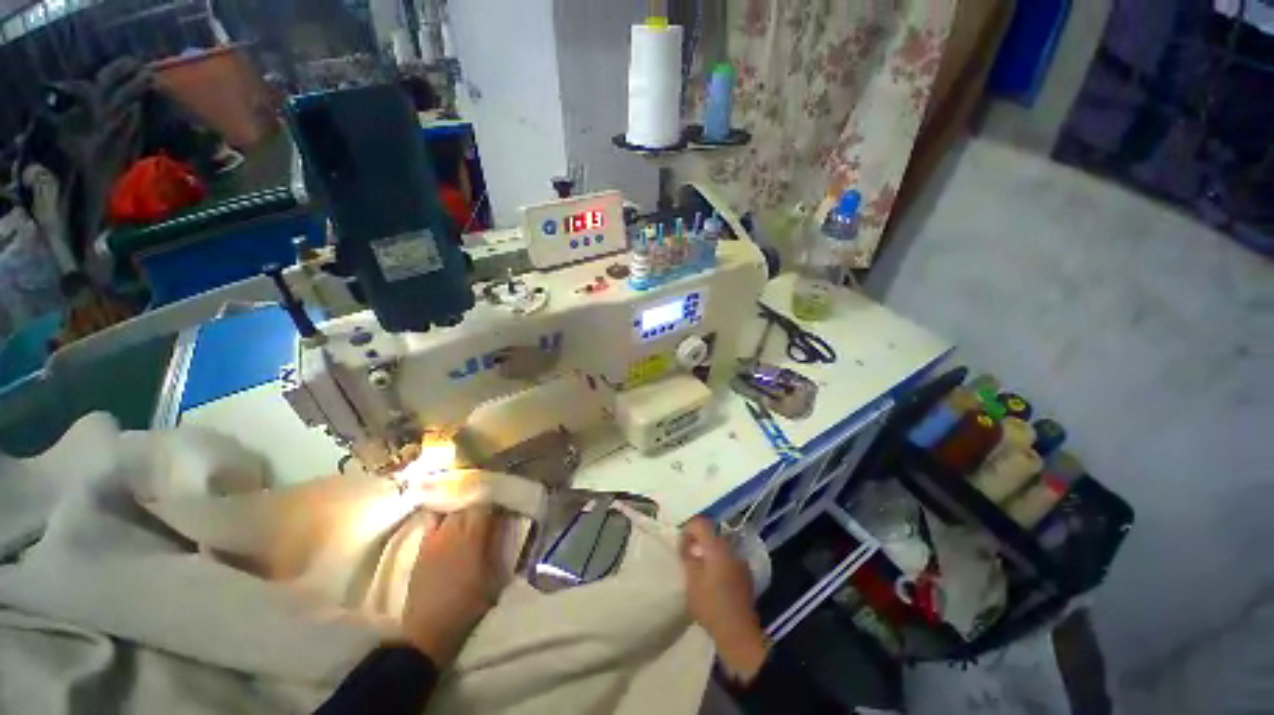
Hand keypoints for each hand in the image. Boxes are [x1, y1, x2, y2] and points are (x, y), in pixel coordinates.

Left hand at [401, 506, 506, 665]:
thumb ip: (499, 545)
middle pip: (468, 503)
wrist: (427, 630)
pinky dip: (443, 514)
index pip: (485, 504)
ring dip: (463, 507)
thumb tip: (504, 523)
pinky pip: (433, 519)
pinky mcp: (423, 545)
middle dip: (481, 501)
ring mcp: (435, 536)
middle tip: (491, 507)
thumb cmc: (468, 605)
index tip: (505, 503)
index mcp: (473, 536)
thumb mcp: (494, 577)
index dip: (496, 500)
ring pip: (451, 509)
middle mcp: (453, 530)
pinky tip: (449, 517)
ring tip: (471, 510)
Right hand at [679, 517, 768, 682]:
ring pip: (720, 547)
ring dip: (708, 552)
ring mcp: (740, 561)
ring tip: (699, 569)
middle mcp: (731, 548)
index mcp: (717, 546)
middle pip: (711, 533)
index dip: (688, 529)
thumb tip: (687, 545)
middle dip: (698, 541)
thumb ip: (688, 557)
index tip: (681, 544)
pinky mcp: (745, 574)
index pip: (701, 523)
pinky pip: (728, 559)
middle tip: (687, 556)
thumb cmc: (710, 605)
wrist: (738, 633)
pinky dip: (718, 562)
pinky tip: (712, 580)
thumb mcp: (691, 580)